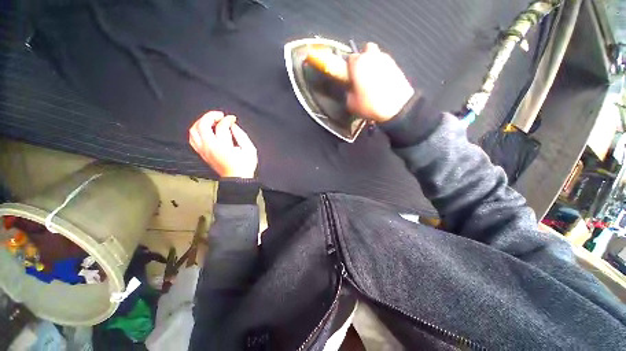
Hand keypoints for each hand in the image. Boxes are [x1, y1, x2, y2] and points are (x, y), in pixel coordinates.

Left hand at [189, 111, 257, 178]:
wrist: (237, 179)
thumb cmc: (245, 165)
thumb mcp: (250, 149)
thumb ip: (241, 135)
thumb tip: (233, 125)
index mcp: (223, 146)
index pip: (221, 126)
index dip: (227, 119)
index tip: (233, 118)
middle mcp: (209, 147)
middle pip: (202, 125)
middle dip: (211, 116)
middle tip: (220, 115)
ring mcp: (203, 151)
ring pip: (193, 131)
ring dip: (201, 122)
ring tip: (211, 121)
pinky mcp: (202, 154)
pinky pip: (192, 139)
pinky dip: (197, 131)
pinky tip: (205, 130)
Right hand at [347, 43, 414, 122]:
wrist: (396, 108)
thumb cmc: (370, 105)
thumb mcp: (351, 104)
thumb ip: (349, 92)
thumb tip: (351, 89)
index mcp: (358, 64)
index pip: (350, 58)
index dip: (350, 68)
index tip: (350, 77)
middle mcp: (372, 56)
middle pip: (367, 49)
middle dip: (364, 58)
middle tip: (362, 73)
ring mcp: (387, 59)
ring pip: (378, 55)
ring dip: (374, 63)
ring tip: (373, 79)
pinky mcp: (397, 66)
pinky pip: (386, 64)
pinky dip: (383, 70)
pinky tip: (382, 82)